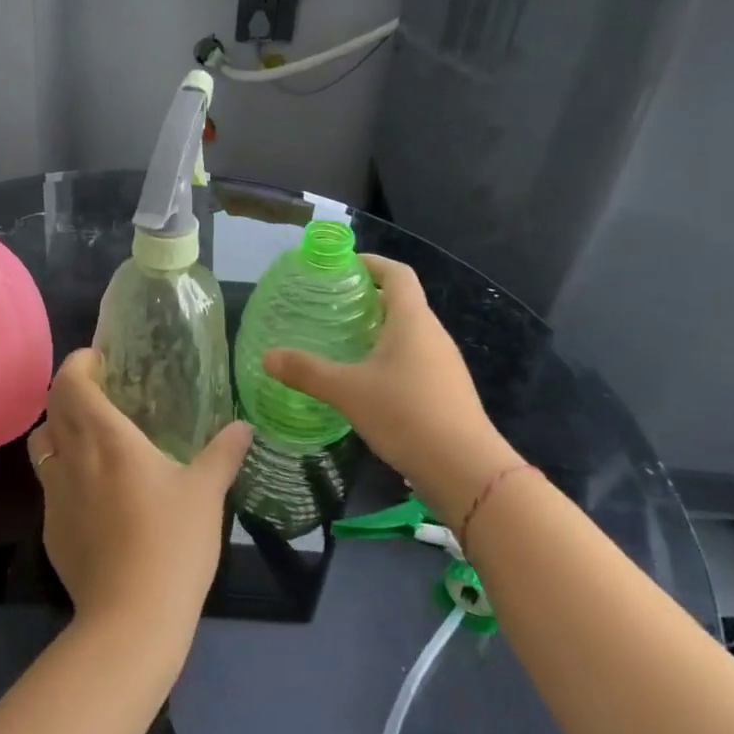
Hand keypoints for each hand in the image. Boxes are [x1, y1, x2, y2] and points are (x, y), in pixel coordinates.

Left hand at [26, 350, 249, 649]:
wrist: (131, 618)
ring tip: (88, 436)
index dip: (78, 363)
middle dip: (69, 390)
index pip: (71, 383)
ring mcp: (54, 495)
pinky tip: (92, 492)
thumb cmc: (172, 544)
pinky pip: (48, 484)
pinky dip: (62, 471)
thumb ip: (223, 453)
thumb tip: (245, 426)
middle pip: (52, 407)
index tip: (98, 360)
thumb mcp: (206, 493)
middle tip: (100, 392)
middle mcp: (72, 458)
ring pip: (41, 444)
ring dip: (58, 429)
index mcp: (107, 438)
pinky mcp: (50, 529)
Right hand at [262, 254, 519, 517]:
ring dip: (378, 329)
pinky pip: (414, 359)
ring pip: (408, 333)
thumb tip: (267, 357)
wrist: (466, 470)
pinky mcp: (446, 390)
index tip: (342, 266)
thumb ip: (306, 372)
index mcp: (412, 321)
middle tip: (330, 305)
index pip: (396, 274)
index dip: (371, 263)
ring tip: (342, 340)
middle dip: (368, 298)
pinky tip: (365, 380)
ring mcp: (444, 364)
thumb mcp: (347, 391)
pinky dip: (389, 356)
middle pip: (402, 302)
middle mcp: (432, 334)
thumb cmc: (405, 415)